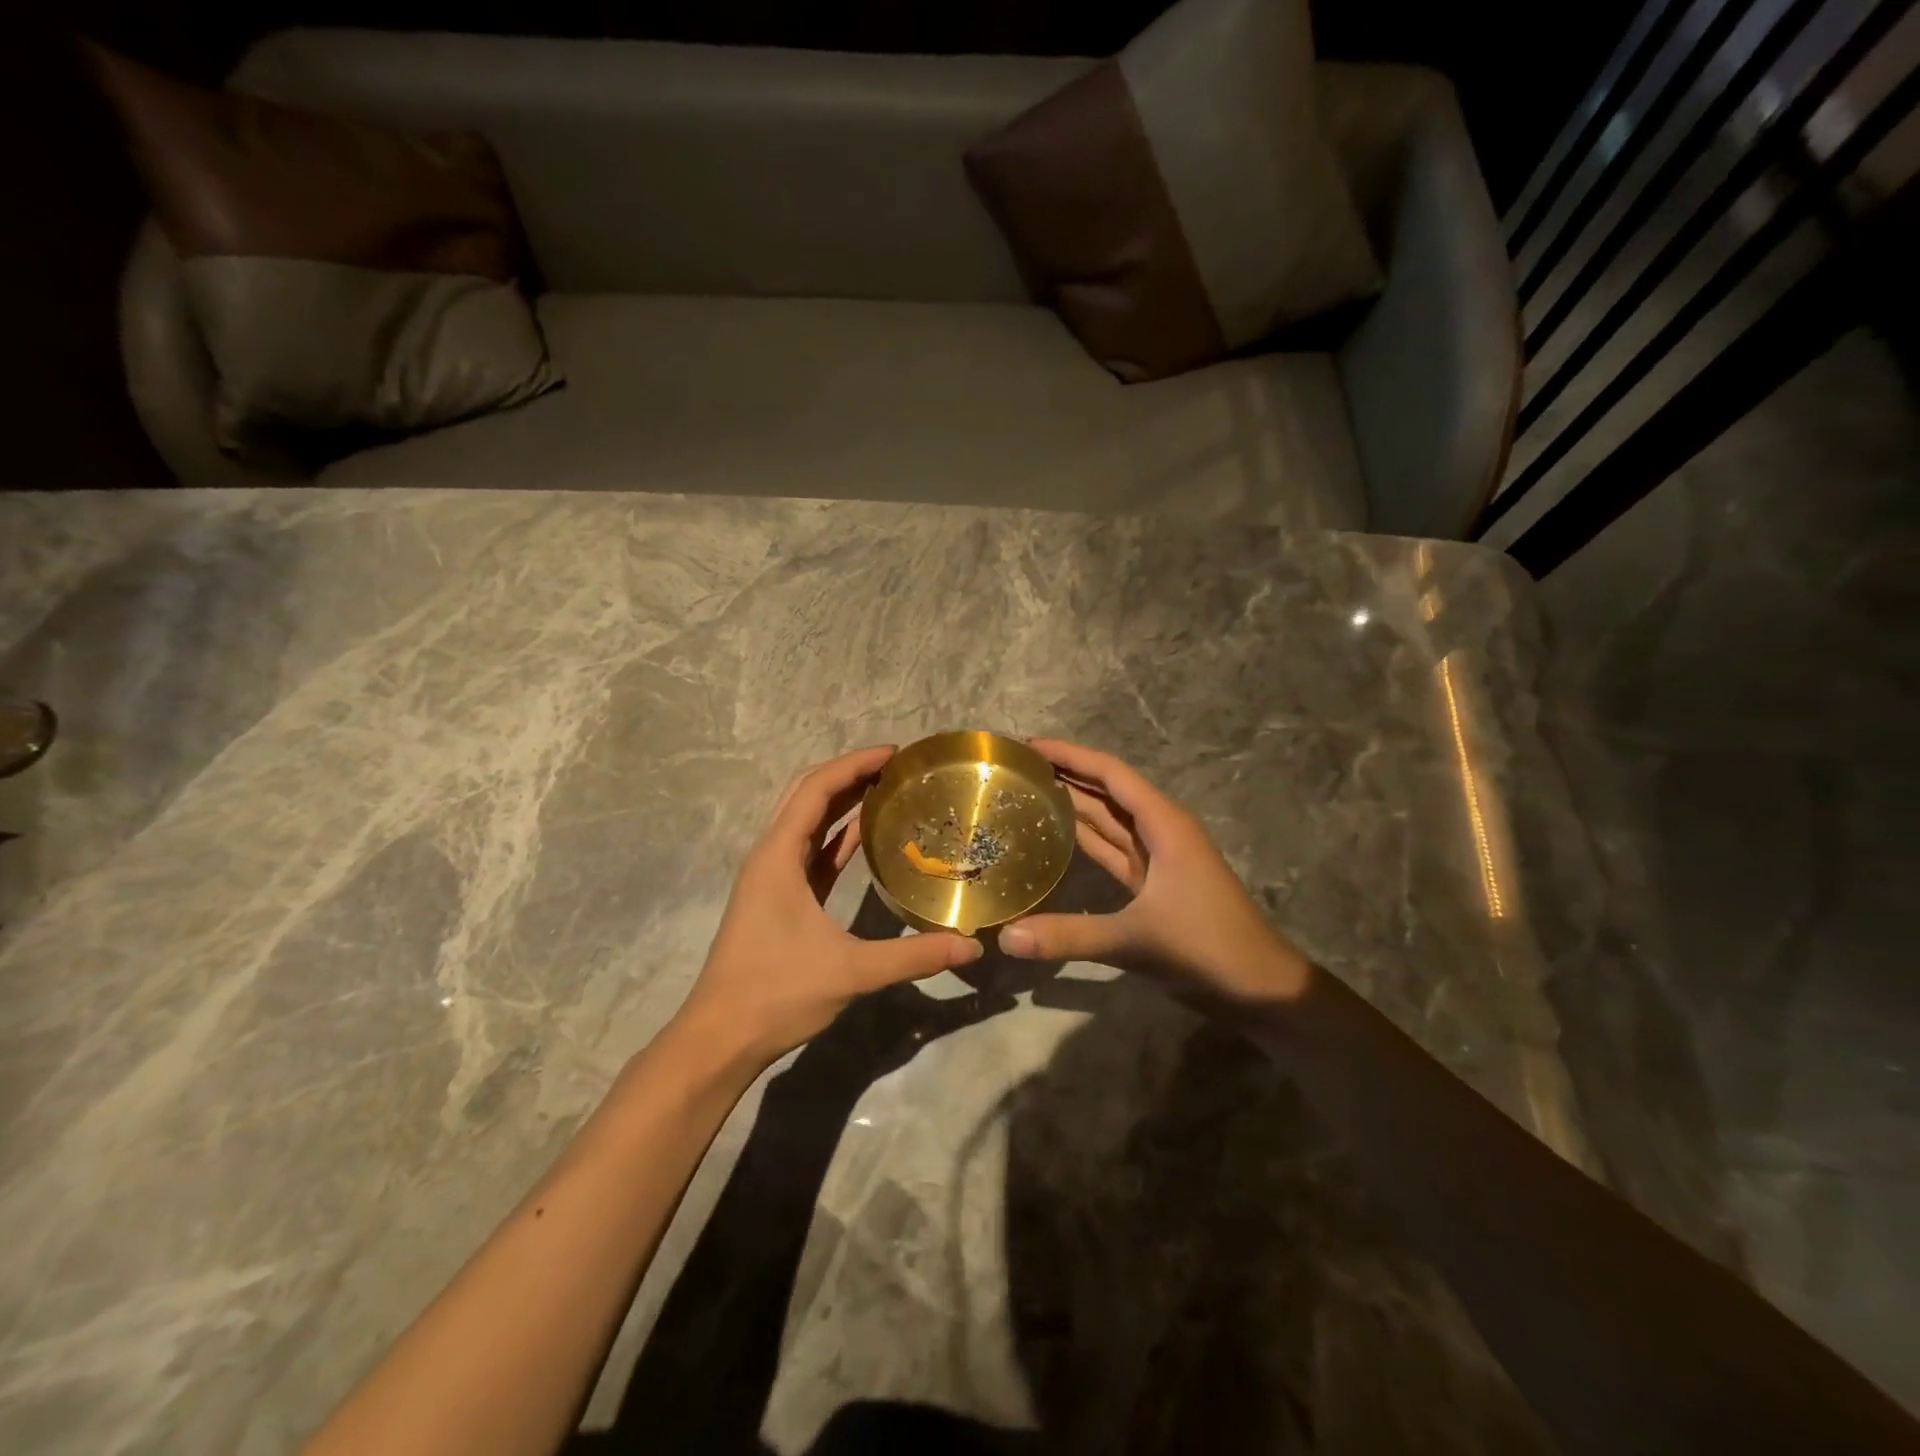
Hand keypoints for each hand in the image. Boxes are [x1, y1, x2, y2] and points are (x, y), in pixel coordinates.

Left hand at [678, 745, 981, 1065]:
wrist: (721, 1038)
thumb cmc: (776, 994)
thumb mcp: (850, 972)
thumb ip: (912, 956)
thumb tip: (970, 946)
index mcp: (778, 856)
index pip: (816, 789)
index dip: (854, 764)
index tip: (895, 753)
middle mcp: (771, 856)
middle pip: (807, 795)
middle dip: (850, 774)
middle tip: (897, 767)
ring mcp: (772, 877)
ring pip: (807, 822)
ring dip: (842, 801)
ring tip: (888, 789)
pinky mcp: (779, 898)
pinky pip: (811, 851)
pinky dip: (837, 835)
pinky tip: (867, 834)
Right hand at [999, 739, 1309, 1001]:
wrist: (1260, 989)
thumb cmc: (1206, 948)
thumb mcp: (1135, 940)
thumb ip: (1070, 935)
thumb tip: (1006, 938)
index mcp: (1164, 824)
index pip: (1110, 774)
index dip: (1070, 755)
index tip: (1028, 745)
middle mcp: (1160, 830)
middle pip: (1106, 792)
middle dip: (1065, 775)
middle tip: (1015, 768)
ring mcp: (1158, 858)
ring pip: (1107, 821)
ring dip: (1071, 805)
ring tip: (1025, 792)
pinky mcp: (1153, 884)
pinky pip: (1111, 850)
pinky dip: (1083, 841)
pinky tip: (1053, 837)